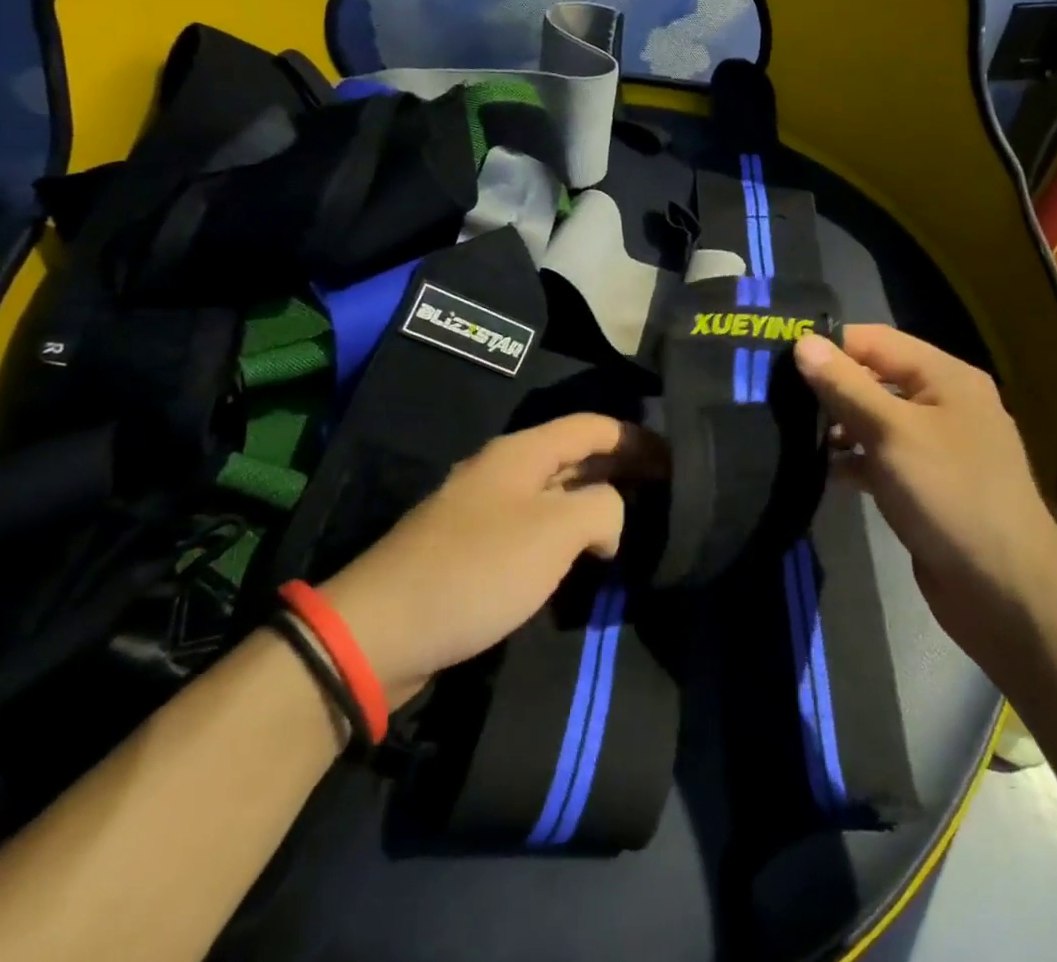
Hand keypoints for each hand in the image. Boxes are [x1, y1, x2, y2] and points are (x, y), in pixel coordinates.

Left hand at [319, 415, 662, 701]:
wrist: (380, 631)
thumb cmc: (477, 569)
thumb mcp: (555, 531)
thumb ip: (602, 509)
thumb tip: (609, 520)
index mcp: (522, 452)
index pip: (592, 426)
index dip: (637, 438)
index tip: (675, 460)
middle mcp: (504, 470)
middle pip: (575, 455)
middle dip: (621, 468)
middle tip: (665, 492)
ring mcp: (485, 509)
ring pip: (555, 493)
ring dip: (595, 503)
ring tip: (635, 523)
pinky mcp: (473, 549)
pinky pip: (534, 527)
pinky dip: (567, 534)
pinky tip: (585, 558)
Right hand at [793, 326, 1056, 649]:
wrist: (1005, 591)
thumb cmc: (949, 494)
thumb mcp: (892, 432)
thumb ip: (846, 386)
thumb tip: (803, 343)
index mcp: (946, 376)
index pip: (876, 340)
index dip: (830, 345)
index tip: (779, 358)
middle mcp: (944, 403)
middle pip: (876, 377)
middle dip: (831, 387)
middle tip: (777, 396)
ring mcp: (937, 446)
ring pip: (877, 420)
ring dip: (839, 426)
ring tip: (791, 434)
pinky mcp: (927, 484)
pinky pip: (883, 457)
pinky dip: (855, 460)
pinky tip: (823, 471)